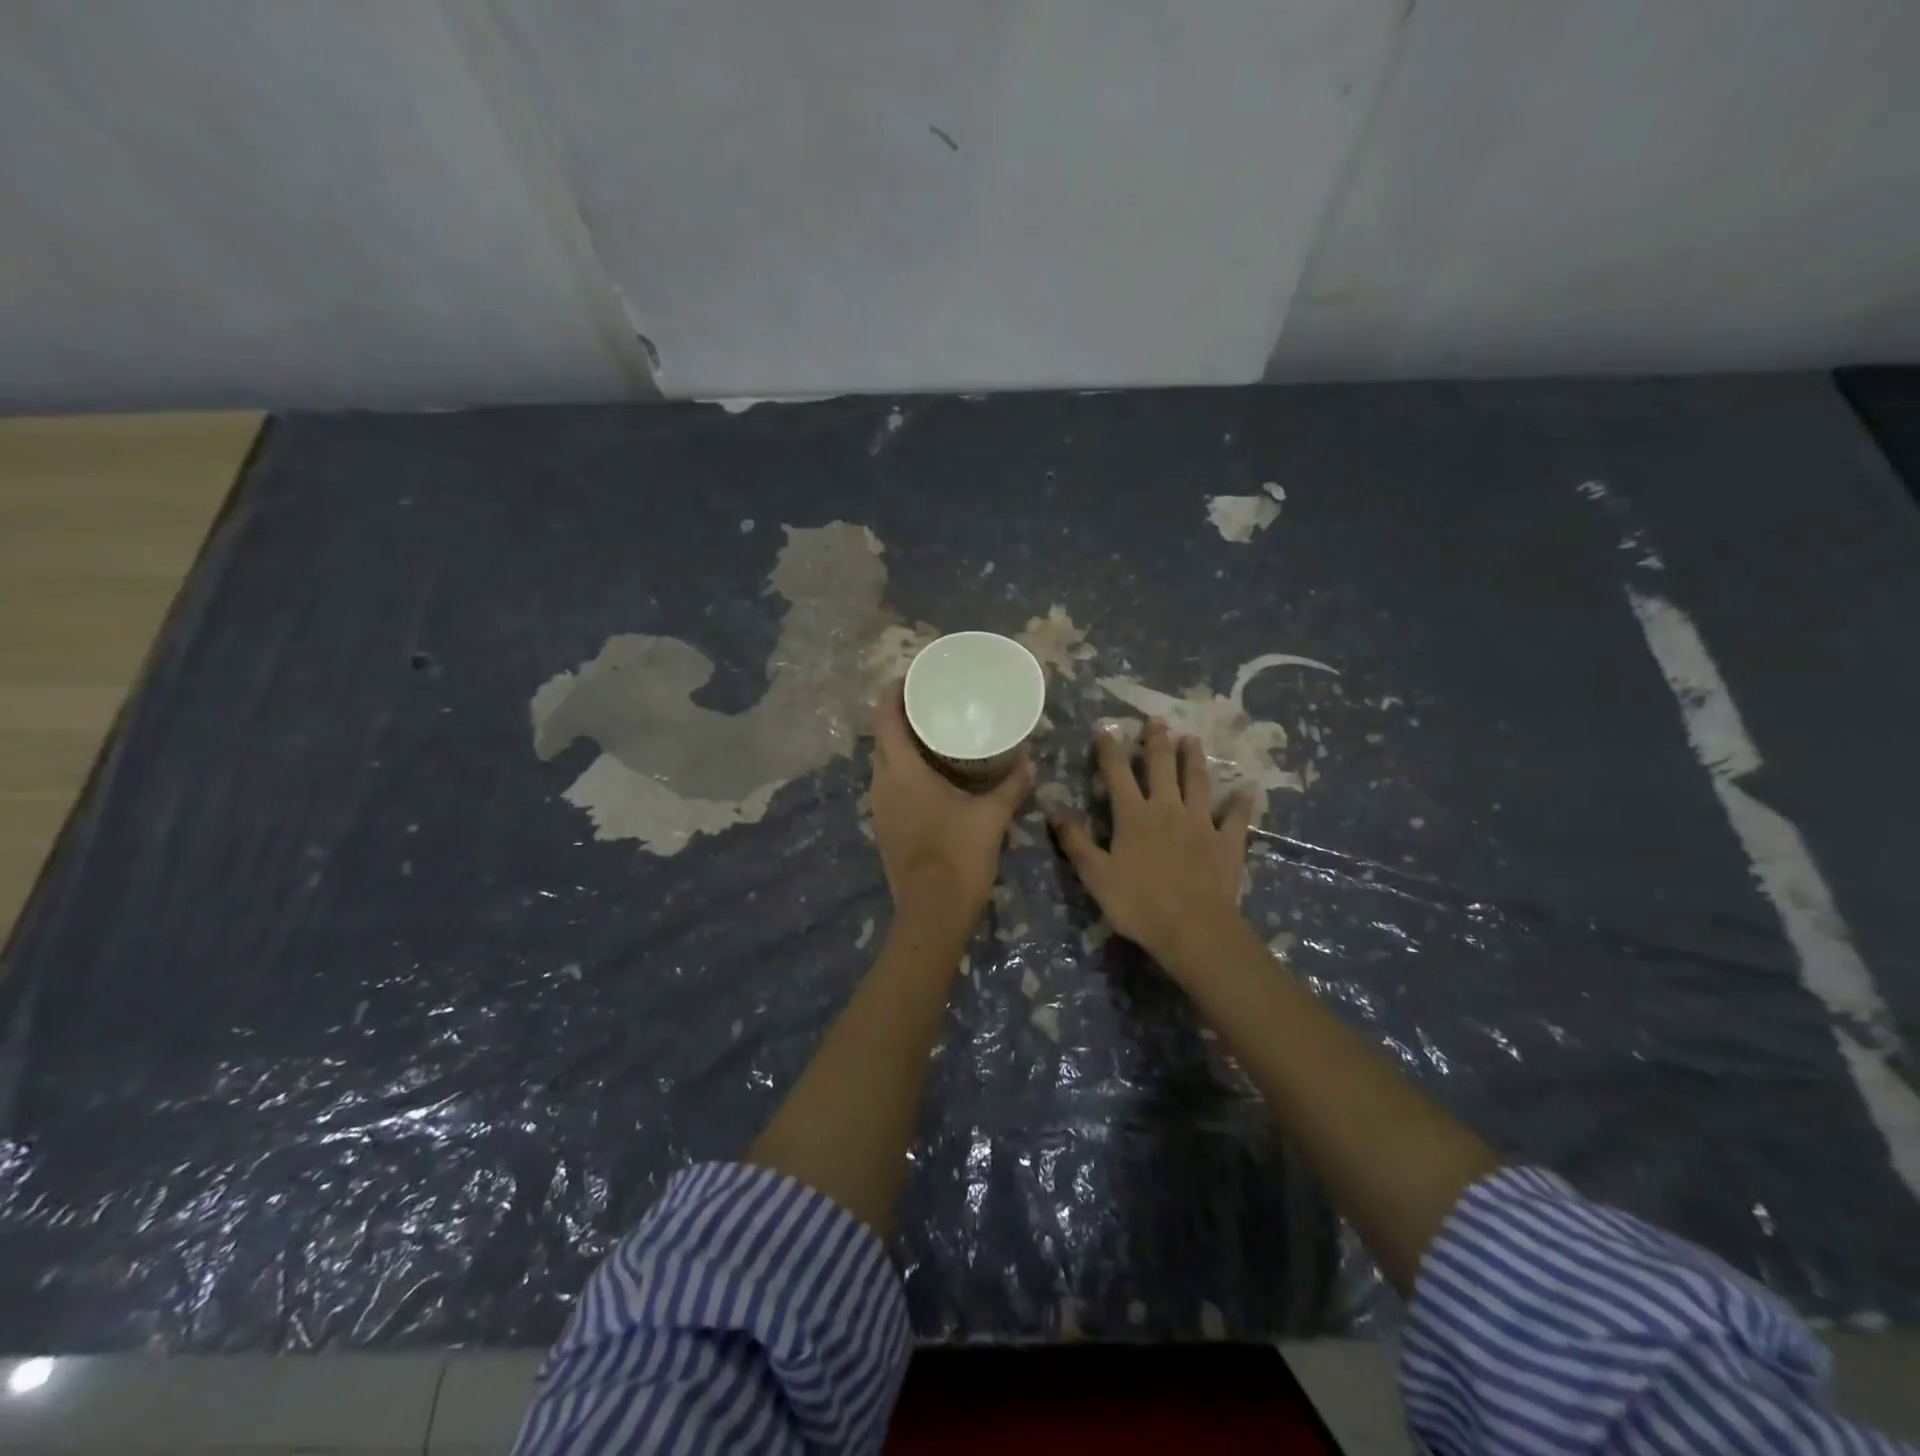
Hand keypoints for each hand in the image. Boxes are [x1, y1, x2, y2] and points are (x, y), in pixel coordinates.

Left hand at [870, 679, 1033, 930]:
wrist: (932, 914)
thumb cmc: (959, 858)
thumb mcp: (991, 817)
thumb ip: (1011, 785)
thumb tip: (1029, 760)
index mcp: (902, 773)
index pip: (886, 718)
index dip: (893, 692)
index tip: (913, 676)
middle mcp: (882, 784)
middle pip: (882, 737)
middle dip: (899, 715)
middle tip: (931, 702)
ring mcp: (879, 808)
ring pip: (883, 762)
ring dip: (900, 743)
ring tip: (931, 733)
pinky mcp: (884, 826)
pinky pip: (888, 784)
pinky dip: (903, 769)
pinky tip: (929, 775)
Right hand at [1048, 717, 1253, 975]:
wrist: (1193, 929)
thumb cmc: (1138, 903)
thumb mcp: (1095, 875)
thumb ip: (1075, 841)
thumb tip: (1053, 810)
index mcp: (1133, 816)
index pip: (1118, 774)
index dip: (1110, 749)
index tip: (1106, 727)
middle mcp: (1168, 810)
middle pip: (1162, 768)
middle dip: (1157, 742)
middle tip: (1157, 720)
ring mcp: (1201, 824)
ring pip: (1198, 783)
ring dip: (1194, 760)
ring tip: (1193, 739)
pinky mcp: (1227, 842)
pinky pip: (1236, 818)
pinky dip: (1241, 804)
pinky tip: (1247, 791)